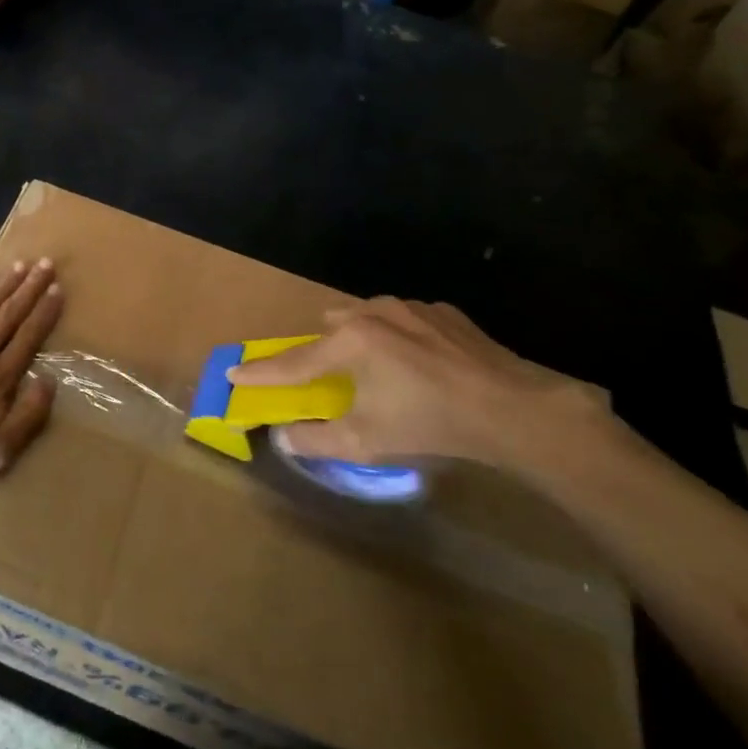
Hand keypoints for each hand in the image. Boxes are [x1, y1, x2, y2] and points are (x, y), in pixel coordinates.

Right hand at [228, 297, 617, 475]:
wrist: (514, 409)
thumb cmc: (431, 424)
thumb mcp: (367, 441)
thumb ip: (317, 439)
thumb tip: (284, 437)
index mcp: (349, 342)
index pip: (293, 362)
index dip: (261, 373)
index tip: (233, 374)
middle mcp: (372, 313)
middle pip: (329, 327)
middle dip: (322, 350)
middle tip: (330, 379)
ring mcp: (411, 308)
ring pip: (366, 316)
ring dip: (360, 339)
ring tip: (379, 371)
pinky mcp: (444, 312)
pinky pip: (404, 319)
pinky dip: (399, 338)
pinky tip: (420, 364)